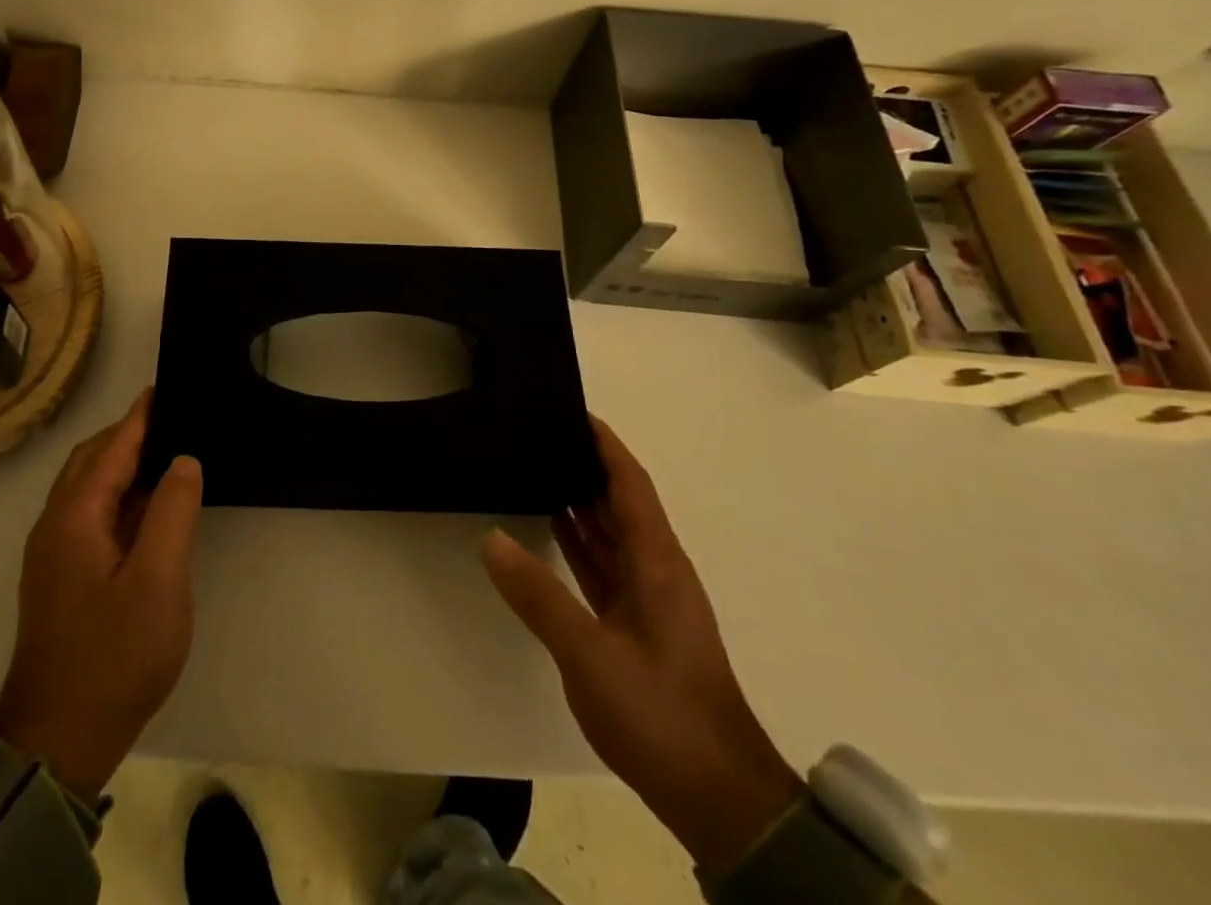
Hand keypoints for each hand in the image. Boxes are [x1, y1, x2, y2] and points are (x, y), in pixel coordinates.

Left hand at [0, 390, 202, 803]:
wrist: (57, 741)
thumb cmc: (113, 656)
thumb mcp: (158, 580)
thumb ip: (172, 510)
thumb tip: (182, 460)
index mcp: (74, 516)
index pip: (112, 447)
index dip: (141, 416)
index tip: (166, 388)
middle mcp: (54, 525)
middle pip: (91, 460)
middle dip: (128, 435)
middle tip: (174, 420)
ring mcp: (52, 554)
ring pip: (87, 489)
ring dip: (121, 465)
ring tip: (166, 456)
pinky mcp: (58, 578)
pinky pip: (88, 515)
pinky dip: (117, 496)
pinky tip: (146, 509)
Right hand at [483, 416, 801, 873]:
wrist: (720, 801)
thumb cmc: (661, 714)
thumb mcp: (590, 654)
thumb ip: (539, 596)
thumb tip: (490, 539)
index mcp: (656, 563)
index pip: (629, 484)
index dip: (604, 444)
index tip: (570, 409)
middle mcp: (655, 570)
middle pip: (618, 501)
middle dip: (584, 463)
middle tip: (536, 433)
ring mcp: (647, 599)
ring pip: (609, 533)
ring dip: (579, 500)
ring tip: (534, 466)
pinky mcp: (636, 626)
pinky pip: (602, 565)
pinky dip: (577, 541)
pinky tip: (548, 528)